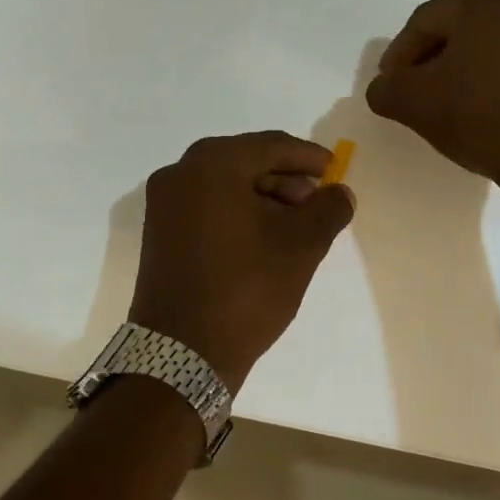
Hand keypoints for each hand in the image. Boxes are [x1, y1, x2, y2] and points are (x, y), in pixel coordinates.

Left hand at [129, 132, 355, 387]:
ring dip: (263, 196)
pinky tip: (264, 237)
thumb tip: (339, 193)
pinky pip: (206, 205)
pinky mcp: (159, 231)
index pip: (271, 145)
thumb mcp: (301, 247)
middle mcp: (180, 172)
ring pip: (225, 184)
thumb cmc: (246, 289)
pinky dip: (238, 211)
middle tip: (317, 202)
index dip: (308, 157)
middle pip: (246, 161)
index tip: (336, 171)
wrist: (181, 354)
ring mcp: (164, 203)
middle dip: (286, 178)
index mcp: (212, 165)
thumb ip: (328, 209)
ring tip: (295, 225)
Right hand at [366, 0, 499, 201]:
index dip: (398, 59)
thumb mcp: (415, 103)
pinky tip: (480, 111)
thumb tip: (383, 89)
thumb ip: (386, 89)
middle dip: (430, 62)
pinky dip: (491, 81)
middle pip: (456, 31)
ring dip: (460, 72)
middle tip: (412, 96)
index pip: (422, 24)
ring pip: (486, 47)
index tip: (388, 88)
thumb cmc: (481, 115)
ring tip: (444, 107)